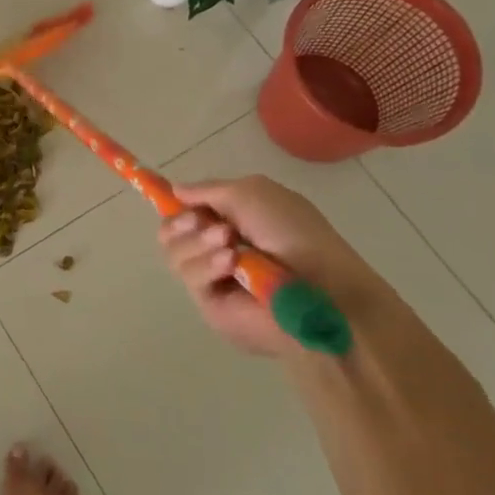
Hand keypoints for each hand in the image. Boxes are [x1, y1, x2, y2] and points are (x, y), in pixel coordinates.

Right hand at [159, 176, 395, 355]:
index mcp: (231, 220)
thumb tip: (175, 191)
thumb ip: (209, 190)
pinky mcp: (210, 304)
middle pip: (169, 232)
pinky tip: (230, 263)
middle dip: (182, 222)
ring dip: (197, 242)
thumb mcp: (253, 194)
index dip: (176, 205)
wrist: (324, 289)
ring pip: (173, 253)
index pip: (186, 211)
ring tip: (229, 243)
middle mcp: (217, 247)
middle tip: (204, 221)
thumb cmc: (295, 234)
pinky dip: (207, 265)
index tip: (171, 197)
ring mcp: (213, 277)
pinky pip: (189, 277)